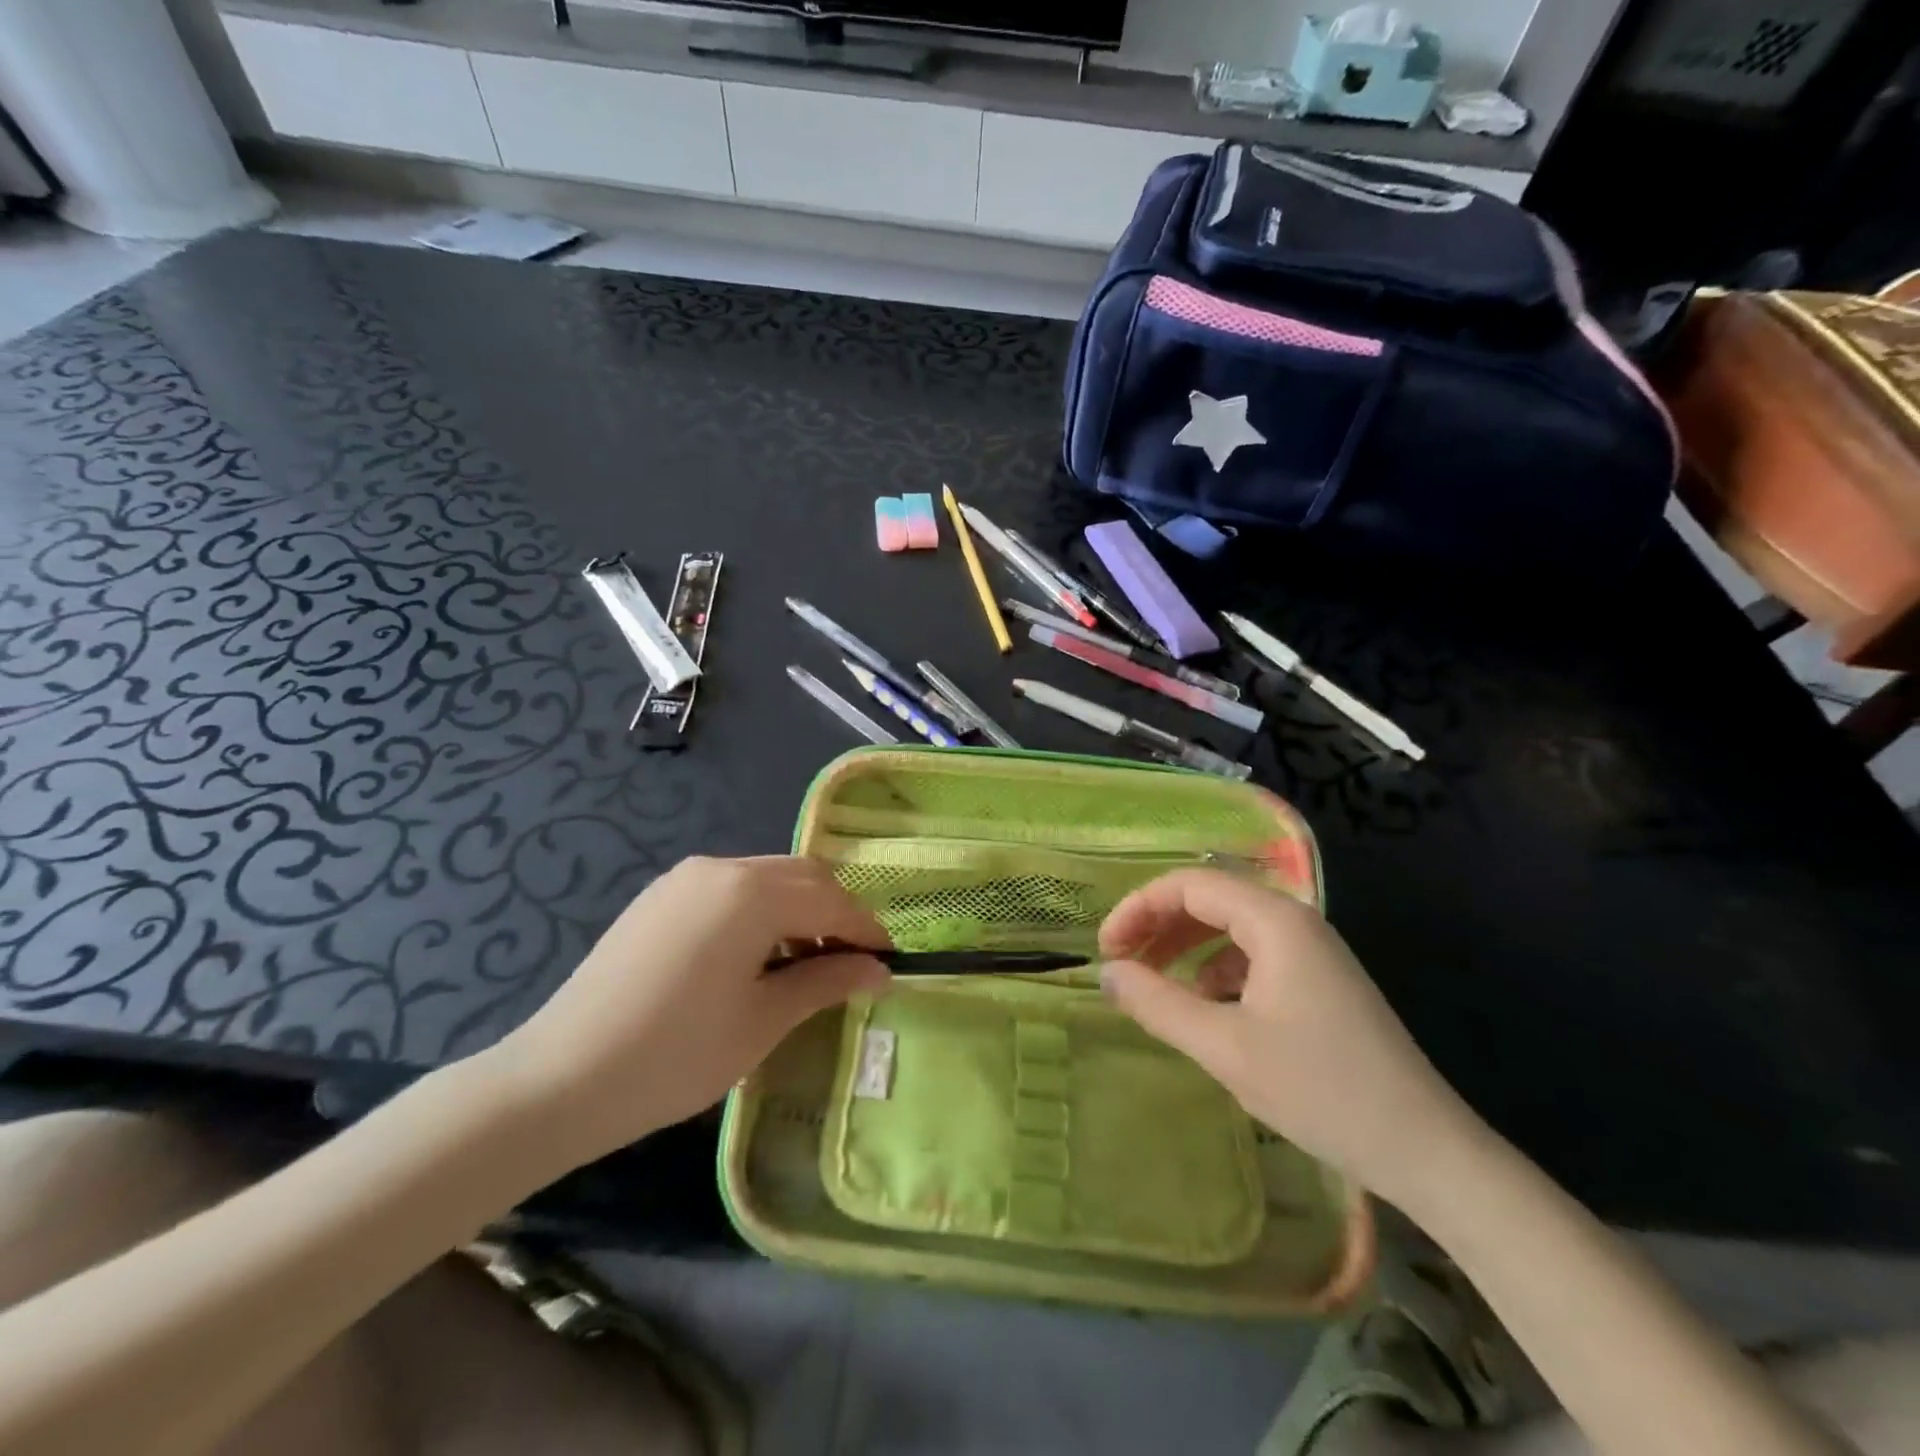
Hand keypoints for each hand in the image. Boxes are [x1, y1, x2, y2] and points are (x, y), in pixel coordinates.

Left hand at [491, 856, 890, 1168]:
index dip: (867, 932)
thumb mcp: (764, 1021)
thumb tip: (881, 971)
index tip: (889, 966)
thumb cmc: (676, 1055)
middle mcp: (721, 867)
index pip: (832, 902)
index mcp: (752, 892)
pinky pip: (731, 889)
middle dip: (836, 915)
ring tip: (805, 966)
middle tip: (850, 966)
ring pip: (768, 878)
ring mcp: (685, 878)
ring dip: (799, 911)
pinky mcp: (661, 896)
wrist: (558, 1080)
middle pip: (803, 877)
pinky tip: (756, 958)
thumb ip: (828, 982)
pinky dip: (761, 911)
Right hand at [1099, 869, 1476, 1201]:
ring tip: (1153, 983)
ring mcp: (1312, 951)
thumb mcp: (1224, 1048)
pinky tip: (1204, 1005)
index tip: (1105, 949)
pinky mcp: (1320, 981)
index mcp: (1275, 920)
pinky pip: (1253, 954)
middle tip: (1120, 963)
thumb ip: (1158, 1003)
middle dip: (1158, 924)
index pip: (1189, 884)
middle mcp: (1295, 921)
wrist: (1427, 1150)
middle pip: (1209, 898)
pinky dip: (1215, 968)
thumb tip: (1107, 974)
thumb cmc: (1321, 1090)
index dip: (1138, 908)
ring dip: (1184, 946)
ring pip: (1230, 926)